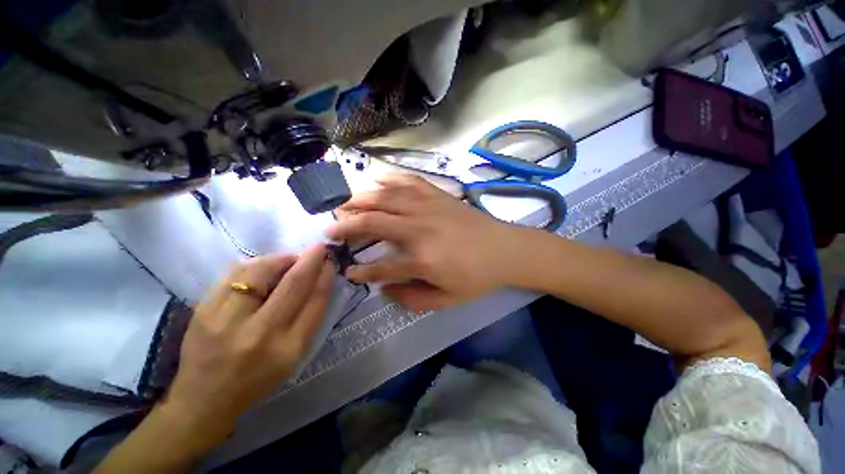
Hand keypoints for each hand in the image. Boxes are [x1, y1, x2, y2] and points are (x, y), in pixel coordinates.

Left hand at [163, 245, 334, 441]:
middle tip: (319, 248)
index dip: (326, 276)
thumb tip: (319, 278)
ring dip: (282, 259)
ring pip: (262, 272)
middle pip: (293, 284)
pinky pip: (234, 273)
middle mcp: (260, 333)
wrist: (204, 399)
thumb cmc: (258, 378)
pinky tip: (264, 266)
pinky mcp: (203, 311)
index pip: (315, 301)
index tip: (331, 261)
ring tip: (290, 259)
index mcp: (288, 348)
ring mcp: (227, 320)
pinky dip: (256, 263)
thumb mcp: (294, 355)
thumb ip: (310, 317)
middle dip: (310, 260)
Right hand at [328, 174, 523, 312]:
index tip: (348, 272)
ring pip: (384, 198)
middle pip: (372, 223)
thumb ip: (412, 299)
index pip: (380, 267)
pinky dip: (389, 178)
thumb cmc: (477, 277)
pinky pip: (408, 181)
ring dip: (359, 200)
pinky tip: (376, 179)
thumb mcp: (447, 300)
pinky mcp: (437, 194)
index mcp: (422, 260)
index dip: (361, 272)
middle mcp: (419, 229)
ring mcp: (428, 207)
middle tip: (330, 230)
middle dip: (346, 227)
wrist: (505, 249)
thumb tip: (384, 289)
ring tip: (342, 205)